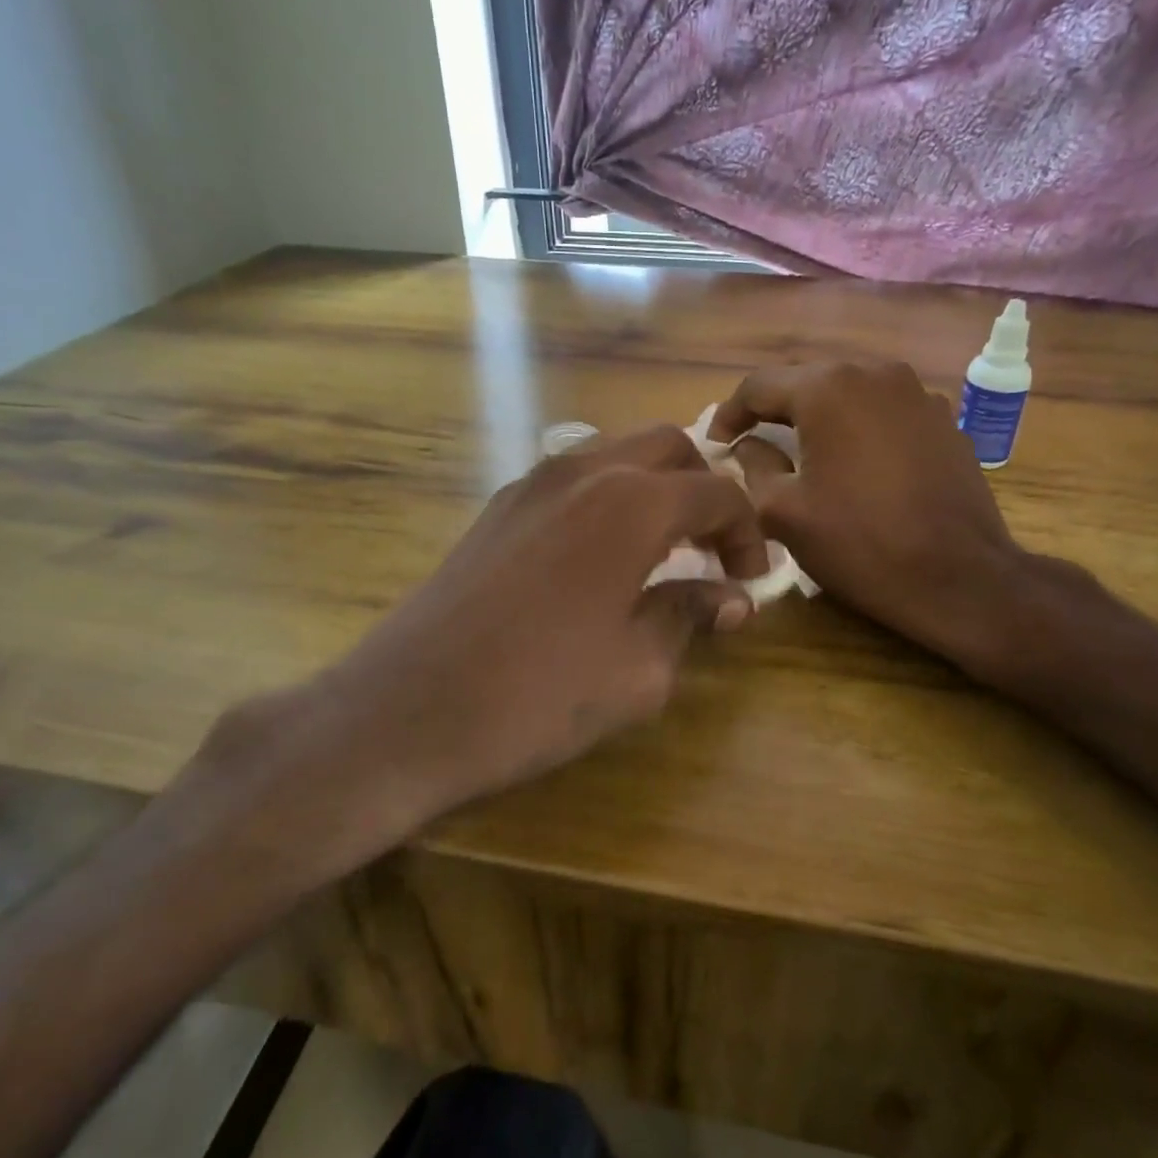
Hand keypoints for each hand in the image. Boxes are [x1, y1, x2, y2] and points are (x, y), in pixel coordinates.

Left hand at [181, 426, 768, 889]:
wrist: (407, 710)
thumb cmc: (538, 695)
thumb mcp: (639, 669)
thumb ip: (690, 615)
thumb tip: (732, 597)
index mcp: (632, 503)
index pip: (718, 492)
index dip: (748, 533)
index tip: (750, 580)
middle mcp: (584, 471)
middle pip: (669, 447)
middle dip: (704, 490)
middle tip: (711, 552)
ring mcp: (532, 482)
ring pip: (617, 454)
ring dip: (654, 488)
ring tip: (661, 552)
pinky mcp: (499, 506)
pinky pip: (573, 479)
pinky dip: (607, 499)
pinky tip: (601, 558)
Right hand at [709, 362, 1047, 683]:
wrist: (959, 578)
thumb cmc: (860, 543)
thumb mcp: (783, 512)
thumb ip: (753, 466)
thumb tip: (748, 445)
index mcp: (828, 388)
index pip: (759, 384)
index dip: (730, 413)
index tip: (716, 444)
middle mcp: (875, 373)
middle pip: (807, 381)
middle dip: (774, 410)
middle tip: (751, 444)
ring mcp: (917, 393)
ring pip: (849, 393)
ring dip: (819, 417)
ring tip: (801, 451)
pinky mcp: (944, 419)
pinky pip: (884, 411)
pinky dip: (859, 428)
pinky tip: (854, 462)